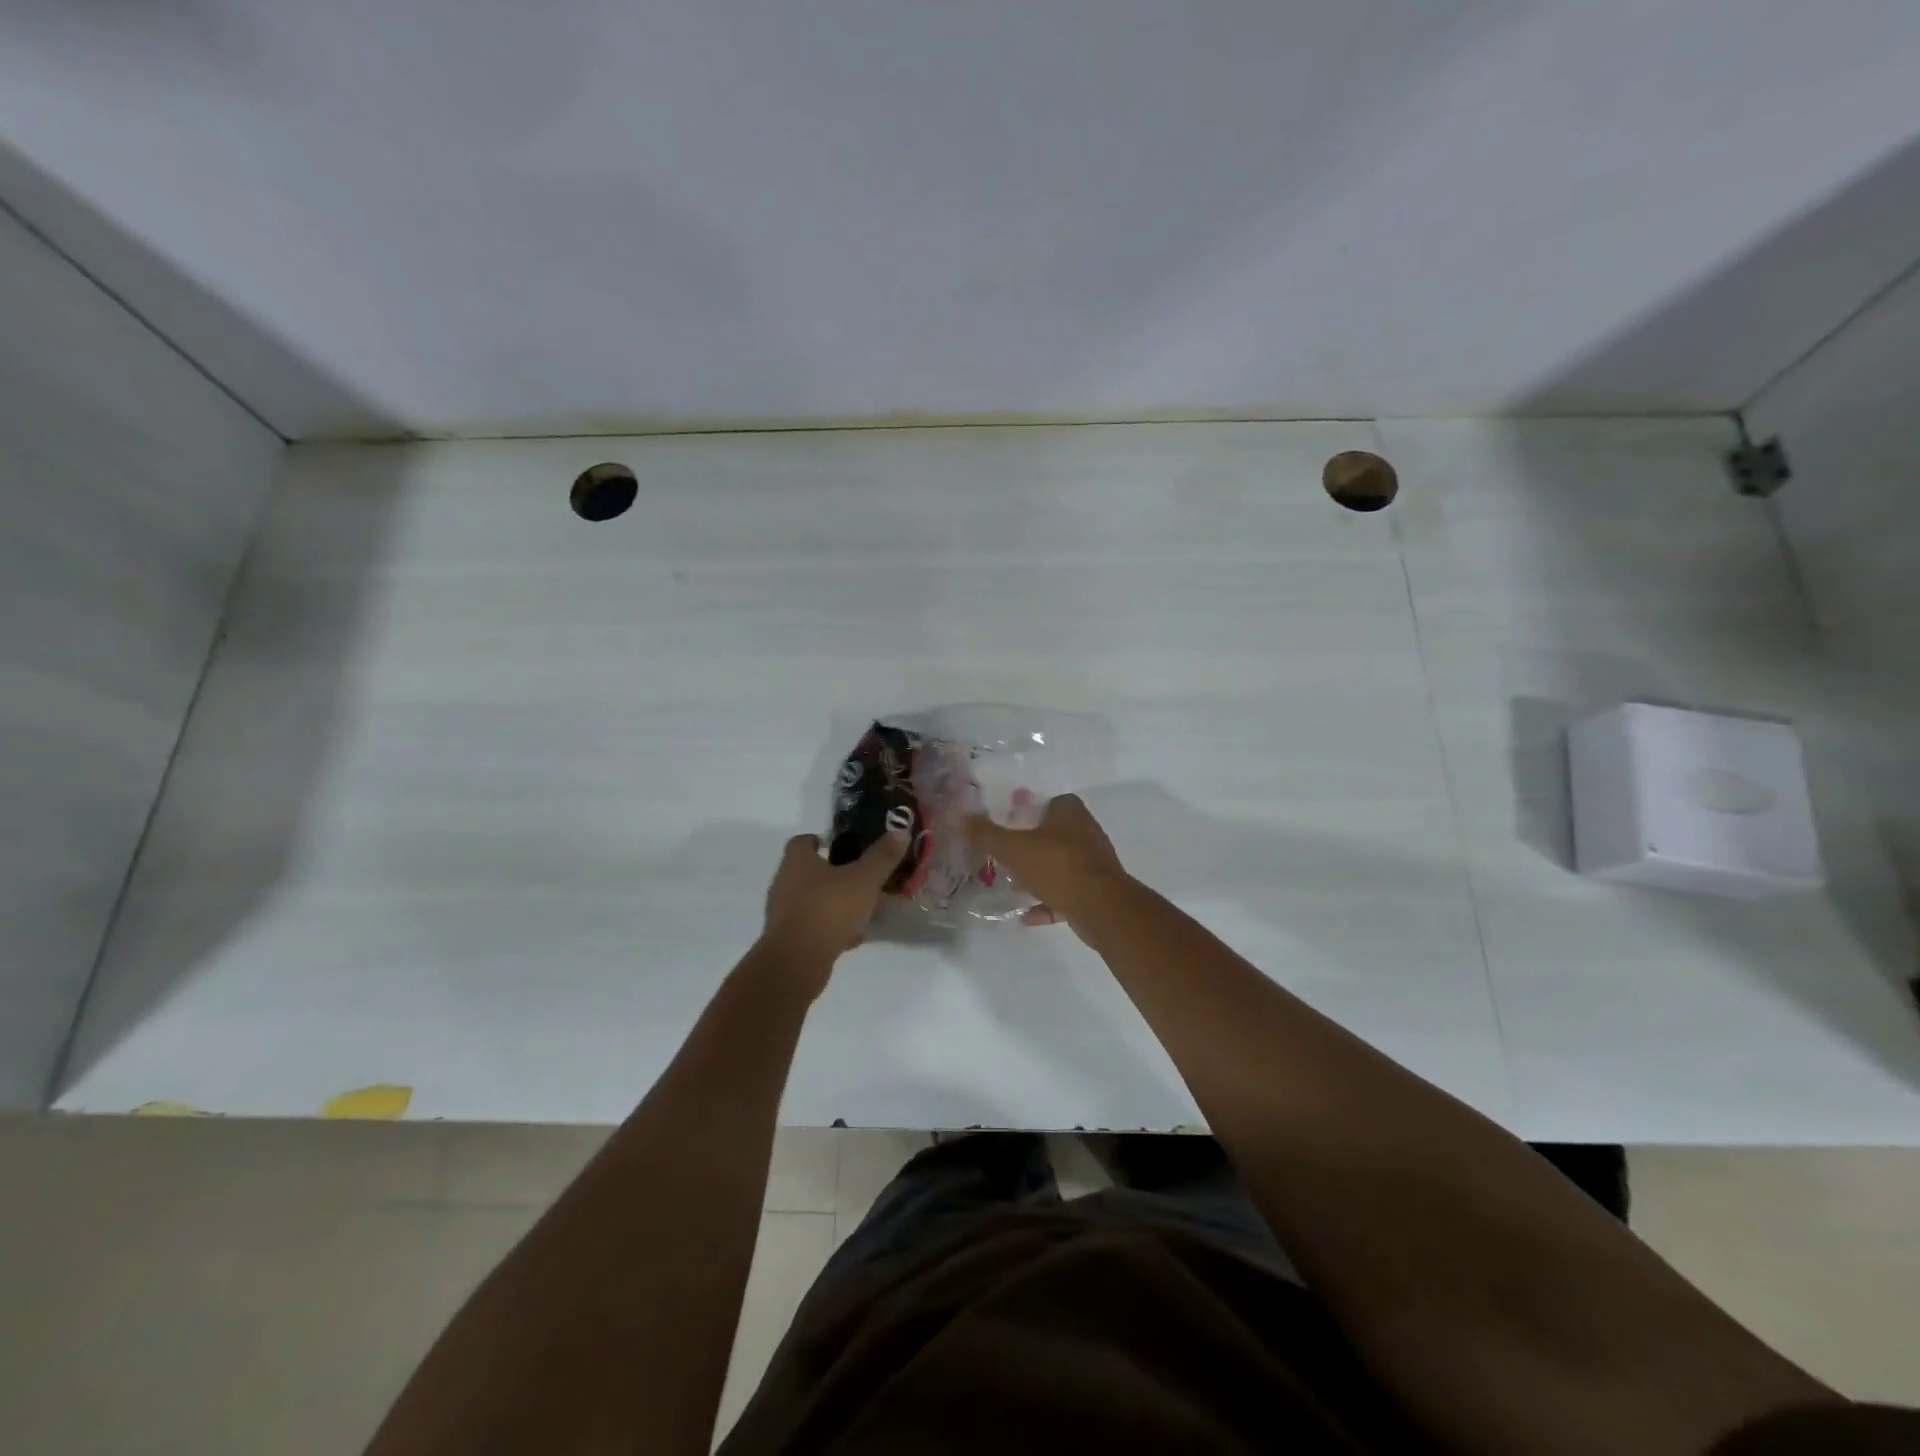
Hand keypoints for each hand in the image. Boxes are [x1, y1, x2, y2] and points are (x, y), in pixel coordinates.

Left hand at [760, 830, 906, 976]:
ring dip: (835, 903)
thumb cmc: (829, 909)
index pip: (802, 841)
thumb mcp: (864, 879)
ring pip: (813, 901)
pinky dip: (831, 928)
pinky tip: (853, 937)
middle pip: (809, 871)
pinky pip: (813, 926)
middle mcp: (785, 883)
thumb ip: (882, 856)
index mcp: (798, 861)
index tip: (841, 846)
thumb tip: (900, 831)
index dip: (821, 841)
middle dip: (834, 874)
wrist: (797, 961)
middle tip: (861, 876)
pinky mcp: (788, 939)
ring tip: (863, 908)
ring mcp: (784, 913)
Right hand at [963, 794, 1128, 932]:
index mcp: (1070, 812)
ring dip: (1038, 876)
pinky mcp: (1096, 891)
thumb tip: (956, 815)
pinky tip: (1027, 915)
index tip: (1006, 824)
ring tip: (1013, 886)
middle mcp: (1085, 832)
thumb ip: (985, 834)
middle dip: (1029, 846)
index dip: (1027, 810)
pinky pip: (1066, 893)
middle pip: (1052, 834)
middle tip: (1003, 856)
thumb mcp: (1013, 848)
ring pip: (1059, 865)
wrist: (1101, 907)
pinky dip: (1048, 903)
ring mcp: (1093, 863)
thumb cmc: (1057, 866)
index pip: (1048, 801)